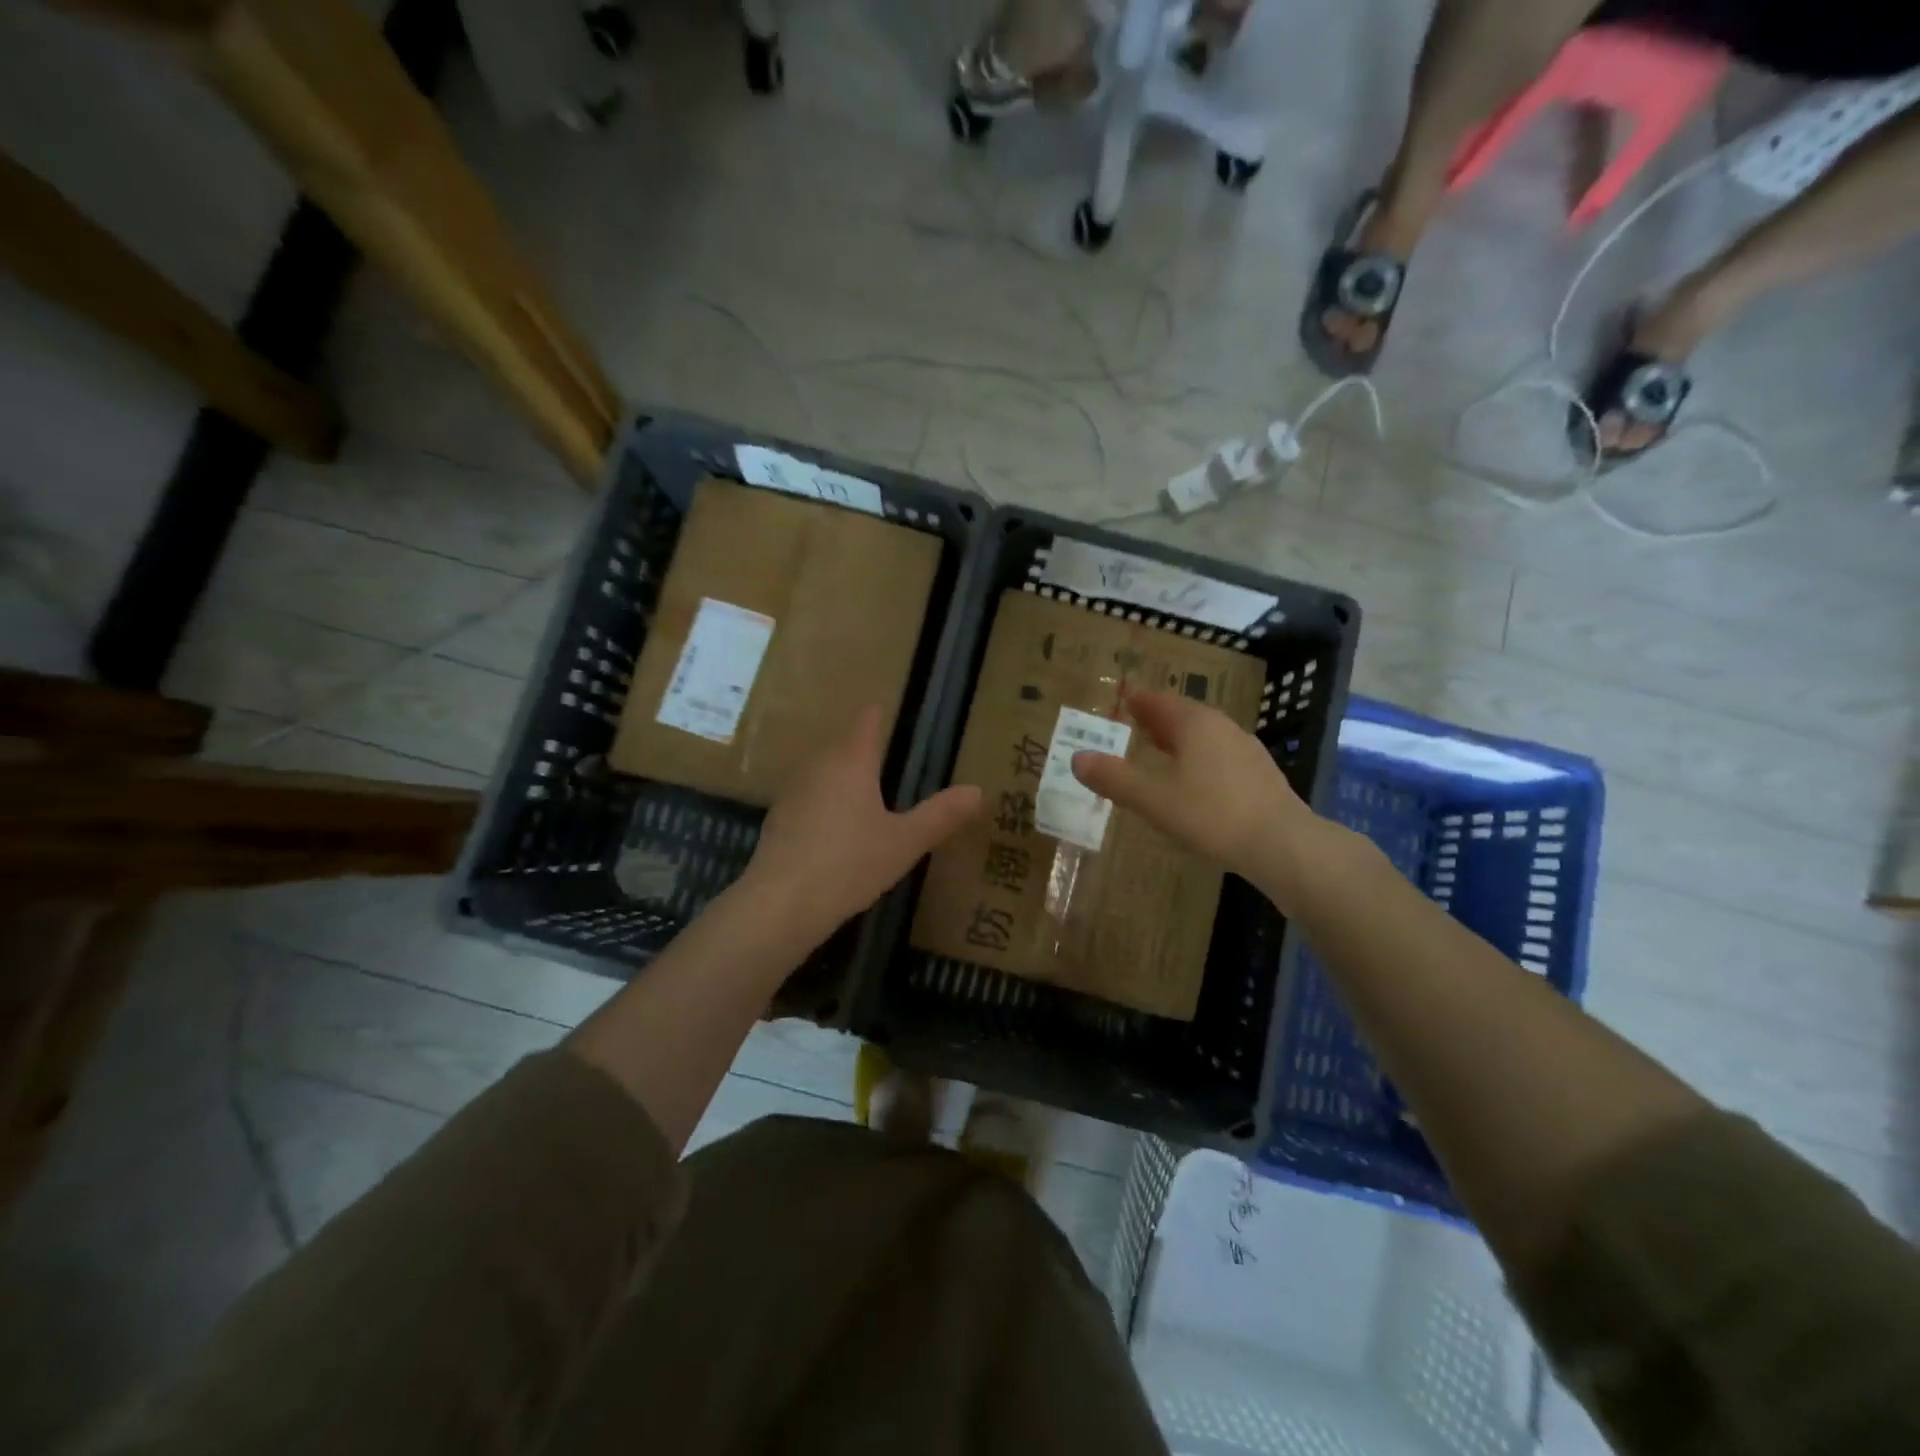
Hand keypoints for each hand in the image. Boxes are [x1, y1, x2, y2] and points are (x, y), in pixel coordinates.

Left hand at [740, 705, 981, 948]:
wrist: (781, 904)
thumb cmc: (850, 864)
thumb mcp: (905, 842)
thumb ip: (940, 815)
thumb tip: (977, 790)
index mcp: (852, 762)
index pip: (866, 723)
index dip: (877, 715)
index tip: (883, 709)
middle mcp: (818, 766)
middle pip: (843, 747)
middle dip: (862, 751)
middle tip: (886, 760)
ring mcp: (792, 792)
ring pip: (823, 774)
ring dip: (841, 780)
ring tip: (864, 795)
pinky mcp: (777, 820)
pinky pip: (808, 800)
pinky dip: (824, 806)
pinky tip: (834, 831)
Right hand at [1070, 688, 1329, 908]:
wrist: (1283, 845)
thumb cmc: (1211, 815)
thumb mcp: (1154, 800)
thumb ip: (1114, 779)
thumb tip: (1077, 758)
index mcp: (1195, 724)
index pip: (1159, 702)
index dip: (1137, 701)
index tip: (1121, 699)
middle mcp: (1222, 728)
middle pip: (1183, 715)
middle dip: (1157, 719)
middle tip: (1134, 723)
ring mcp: (1246, 750)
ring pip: (1204, 736)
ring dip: (1179, 739)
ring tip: (1159, 750)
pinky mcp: (1260, 775)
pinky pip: (1220, 756)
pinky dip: (1199, 759)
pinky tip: (1195, 781)